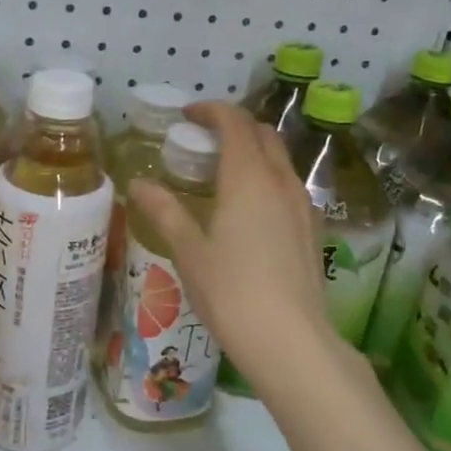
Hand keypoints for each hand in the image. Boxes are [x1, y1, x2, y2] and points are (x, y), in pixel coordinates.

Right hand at [128, 102, 336, 396]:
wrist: (290, 340)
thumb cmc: (231, 292)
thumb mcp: (189, 251)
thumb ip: (164, 211)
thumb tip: (138, 184)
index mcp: (248, 177)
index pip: (234, 122)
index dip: (211, 110)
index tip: (188, 115)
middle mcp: (281, 181)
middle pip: (262, 134)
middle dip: (234, 126)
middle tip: (203, 141)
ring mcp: (303, 204)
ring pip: (280, 159)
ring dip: (253, 151)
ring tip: (223, 173)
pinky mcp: (313, 228)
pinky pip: (289, 185)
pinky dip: (267, 177)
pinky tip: (250, 208)